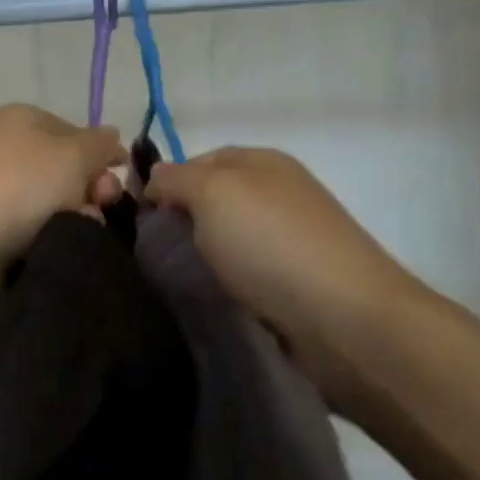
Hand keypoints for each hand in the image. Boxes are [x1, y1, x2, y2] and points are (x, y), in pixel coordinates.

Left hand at [0, 104, 126, 317]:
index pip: (79, 134)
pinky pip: (40, 238)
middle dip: (92, 193)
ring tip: (77, 237)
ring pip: (59, 210)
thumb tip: (112, 138)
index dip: (103, 157)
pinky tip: (61, 254)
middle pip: (71, 175)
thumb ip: (101, 144)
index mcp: (23, 122)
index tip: (117, 179)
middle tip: (97, 210)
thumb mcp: (72, 153)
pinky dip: (53, 246)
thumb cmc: (17, 187)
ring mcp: (1, 198)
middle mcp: (10, 154)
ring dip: (76, 224)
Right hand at [146, 147, 415, 408]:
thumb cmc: (271, 244)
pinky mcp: (292, 282)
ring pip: (225, 240)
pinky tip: (207, 297)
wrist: (342, 318)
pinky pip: (242, 273)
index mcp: (262, 162)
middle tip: (150, 255)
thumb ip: (176, 179)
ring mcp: (288, 239)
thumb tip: (155, 180)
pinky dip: (223, 283)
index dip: (165, 184)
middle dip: (180, 224)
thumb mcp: (213, 193)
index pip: (198, 161)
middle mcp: (277, 194)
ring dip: (200, 258)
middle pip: (211, 202)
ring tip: (172, 281)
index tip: (137, 219)